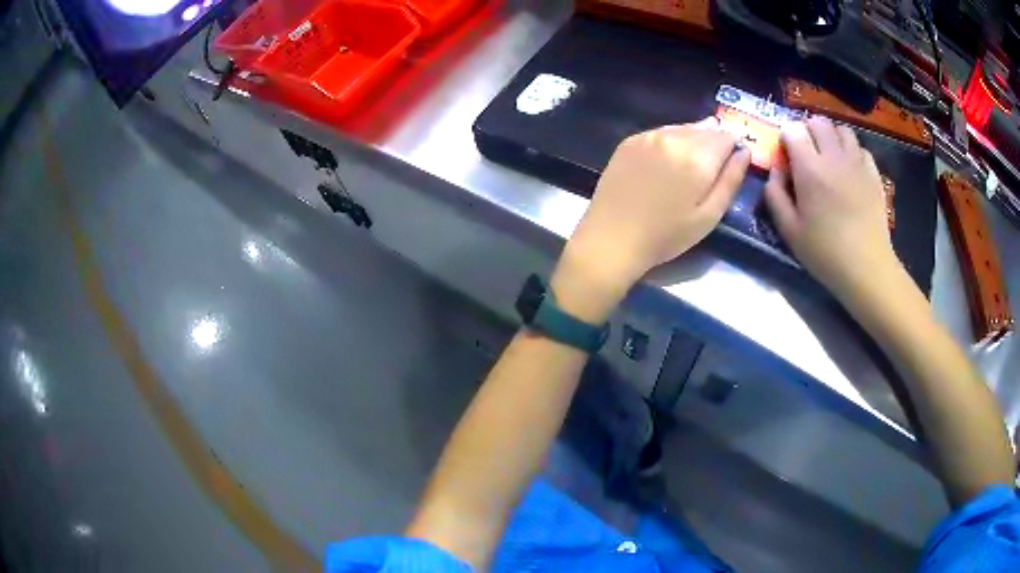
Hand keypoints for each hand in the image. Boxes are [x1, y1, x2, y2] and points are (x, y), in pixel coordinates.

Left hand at [553, 119, 749, 321]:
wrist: (612, 238)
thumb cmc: (666, 235)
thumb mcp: (709, 216)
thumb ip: (731, 180)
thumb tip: (744, 152)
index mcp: (698, 157)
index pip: (727, 136)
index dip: (734, 146)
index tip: (733, 160)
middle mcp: (674, 137)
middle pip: (706, 128)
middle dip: (715, 141)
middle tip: (713, 165)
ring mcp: (649, 136)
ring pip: (683, 128)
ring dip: (694, 139)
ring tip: (692, 163)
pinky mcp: (630, 141)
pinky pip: (661, 132)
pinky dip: (671, 140)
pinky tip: (668, 160)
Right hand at [764, 117, 901, 303]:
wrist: (866, 268)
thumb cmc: (825, 253)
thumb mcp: (789, 230)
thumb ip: (775, 195)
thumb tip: (775, 170)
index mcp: (810, 168)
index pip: (793, 129)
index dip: (786, 137)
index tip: (787, 154)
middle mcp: (834, 156)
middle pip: (818, 122)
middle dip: (807, 130)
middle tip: (806, 152)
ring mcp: (857, 163)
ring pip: (841, 129)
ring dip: (831, 136)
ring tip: (829, 155)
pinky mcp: (873, 174)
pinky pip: (860, 148)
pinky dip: (852, 151)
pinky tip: (849, 169)